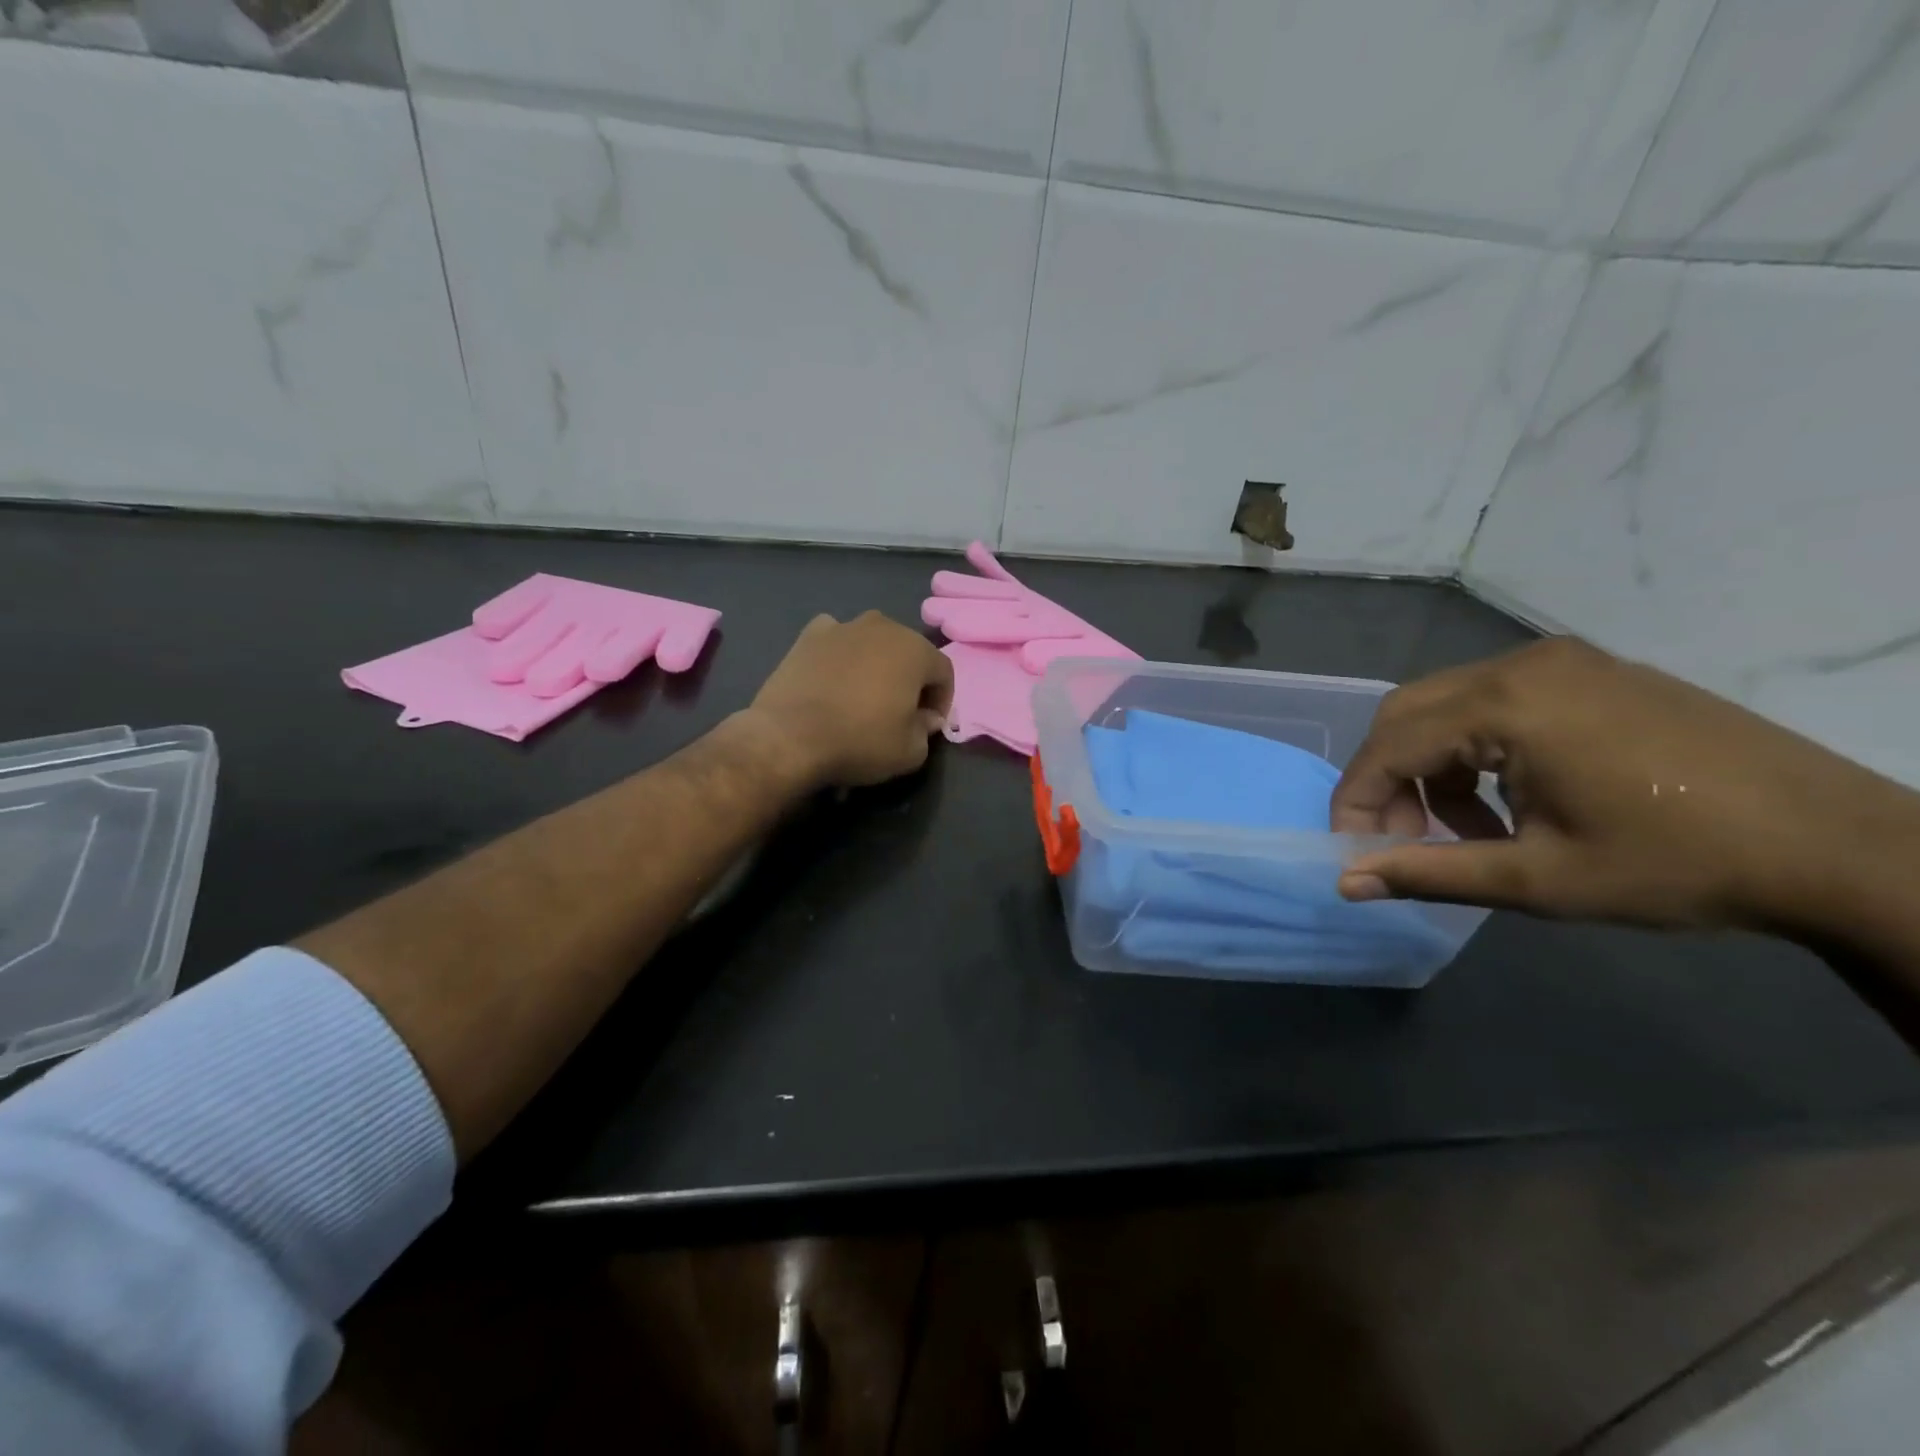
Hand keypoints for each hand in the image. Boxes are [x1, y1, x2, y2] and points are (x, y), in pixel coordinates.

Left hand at [745, 612, 954, 789]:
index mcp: (915, 650)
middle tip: (900, 711)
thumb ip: (927, 730)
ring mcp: (843, 627)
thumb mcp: (910, 752)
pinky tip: (833, 679)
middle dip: (910, 679)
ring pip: (872, 643)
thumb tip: (926, 718)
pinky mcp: (808, 635)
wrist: (790, 736)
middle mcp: (883, 627)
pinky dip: (840, 655)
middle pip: (909, 652)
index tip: (930, 725)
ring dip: (876, 665)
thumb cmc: (860, 741)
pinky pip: (837, 641)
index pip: (943, 672)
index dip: (942, 700)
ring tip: (864, 696)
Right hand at [1330, 636, 1918, 933]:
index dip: (1357, 801)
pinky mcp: (1593, 672)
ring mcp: (1562, 662)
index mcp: (1507, 705)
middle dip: (1389, 780)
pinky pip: (1496, 701)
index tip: (1353, 853)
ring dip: (1433, 767)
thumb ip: (1428, 873)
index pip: (1389, 746)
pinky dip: (1476, 749)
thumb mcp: (1538, 879)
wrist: (1842, 847)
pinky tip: (1512, 798)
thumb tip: (1344, 883)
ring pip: (1448, 706)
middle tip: (1404, 841)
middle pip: (1407, 714)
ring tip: (1468, 830)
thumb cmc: (1678, 865)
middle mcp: (1522, 665)